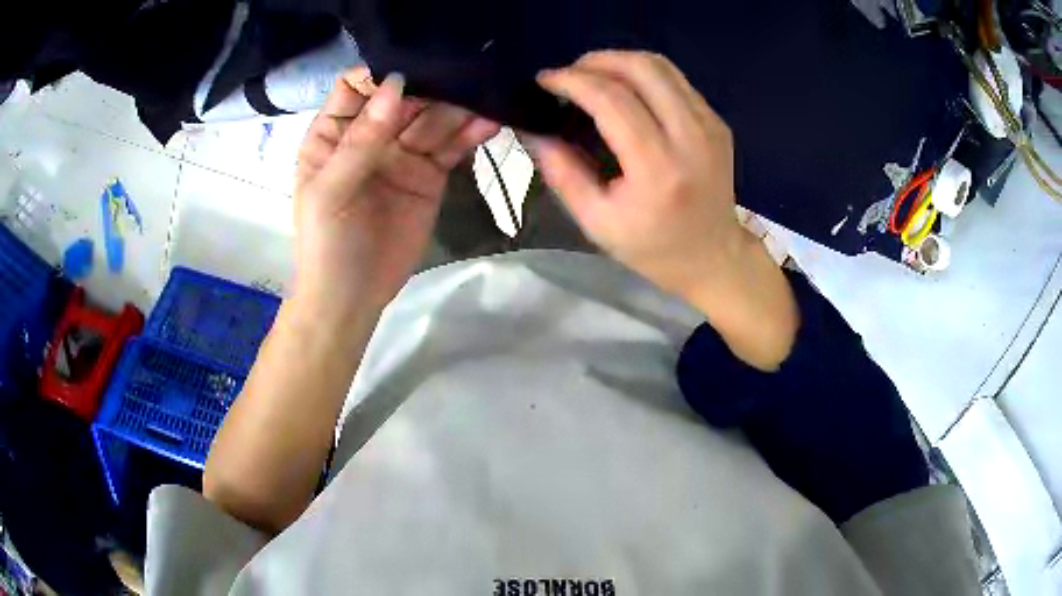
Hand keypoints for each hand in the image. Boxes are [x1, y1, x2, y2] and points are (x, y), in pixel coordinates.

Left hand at [295, 67, 498, 311]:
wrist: (352, 298)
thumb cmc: (326, 243)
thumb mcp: (331, 190)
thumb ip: (361, 140)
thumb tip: (396, 85)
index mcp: (334, 133)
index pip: (357, 87)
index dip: (382, 74)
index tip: (413, 70)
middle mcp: (369, 135)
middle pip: (403, 97)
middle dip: (431, 85)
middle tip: (466, 74)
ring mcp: (401, 154)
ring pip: (432, 119)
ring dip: (457, 107)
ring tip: (486, 95)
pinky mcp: (429, 175)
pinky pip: (450, 147)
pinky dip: (470, 133)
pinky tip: (490, 121)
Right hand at [533, 51, 745, 300]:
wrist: (713, 256)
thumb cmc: (652, 248)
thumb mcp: (596, 222)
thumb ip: (562, 173)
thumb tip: (534, 130)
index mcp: (658, 169)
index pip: (612, 100)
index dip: (573, 81)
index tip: (545, 80)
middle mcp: (691, 138)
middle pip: (642, 69)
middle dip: (596, 60)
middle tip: (569, 74)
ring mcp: (710, 126)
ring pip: (662, 66)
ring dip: (620, 61)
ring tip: (593, 76)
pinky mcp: (717, 123)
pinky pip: (676, 80)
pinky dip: (644, 75)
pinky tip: (626, 91)